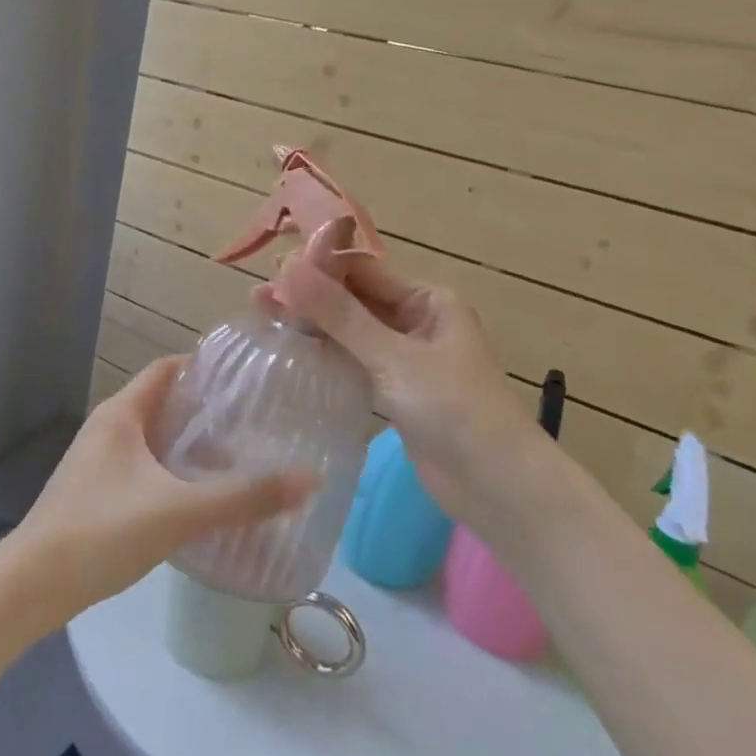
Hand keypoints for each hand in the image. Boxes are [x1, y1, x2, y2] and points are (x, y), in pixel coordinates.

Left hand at [9, 359, 315, 625]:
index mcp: (121, 413)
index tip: (247, 378)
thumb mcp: (178, 511)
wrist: (30, 587)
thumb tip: (309, 479)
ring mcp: (97, 462)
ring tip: (235, 455)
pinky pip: (142, 467)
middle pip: (162, 402)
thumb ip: (242, 497)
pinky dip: (171, 470)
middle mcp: (107, 428)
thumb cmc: (102, 531)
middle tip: (252, 420)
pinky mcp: (95, 493)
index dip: (205, 367)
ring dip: (188, 442)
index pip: (167, 369)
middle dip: (204, 409)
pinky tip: (196, 496)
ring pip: (152, 437)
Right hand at [273, 230, 540, 523]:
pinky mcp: (395, 391)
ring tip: (264, 317)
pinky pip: (354, 361)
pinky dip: (326, 354)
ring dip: (313, 324)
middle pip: (354, 299)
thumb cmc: (454, 410)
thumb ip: (340, 315)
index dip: (319, 267)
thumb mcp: (394, 357)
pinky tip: (292, 351)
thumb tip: (288, 268)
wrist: (498, 488)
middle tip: (257, 296)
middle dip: (309, 296)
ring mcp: (405, 358)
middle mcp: (417, 321)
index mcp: (428, 301)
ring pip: (351, 331)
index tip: (272, 269)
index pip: (364, 270)